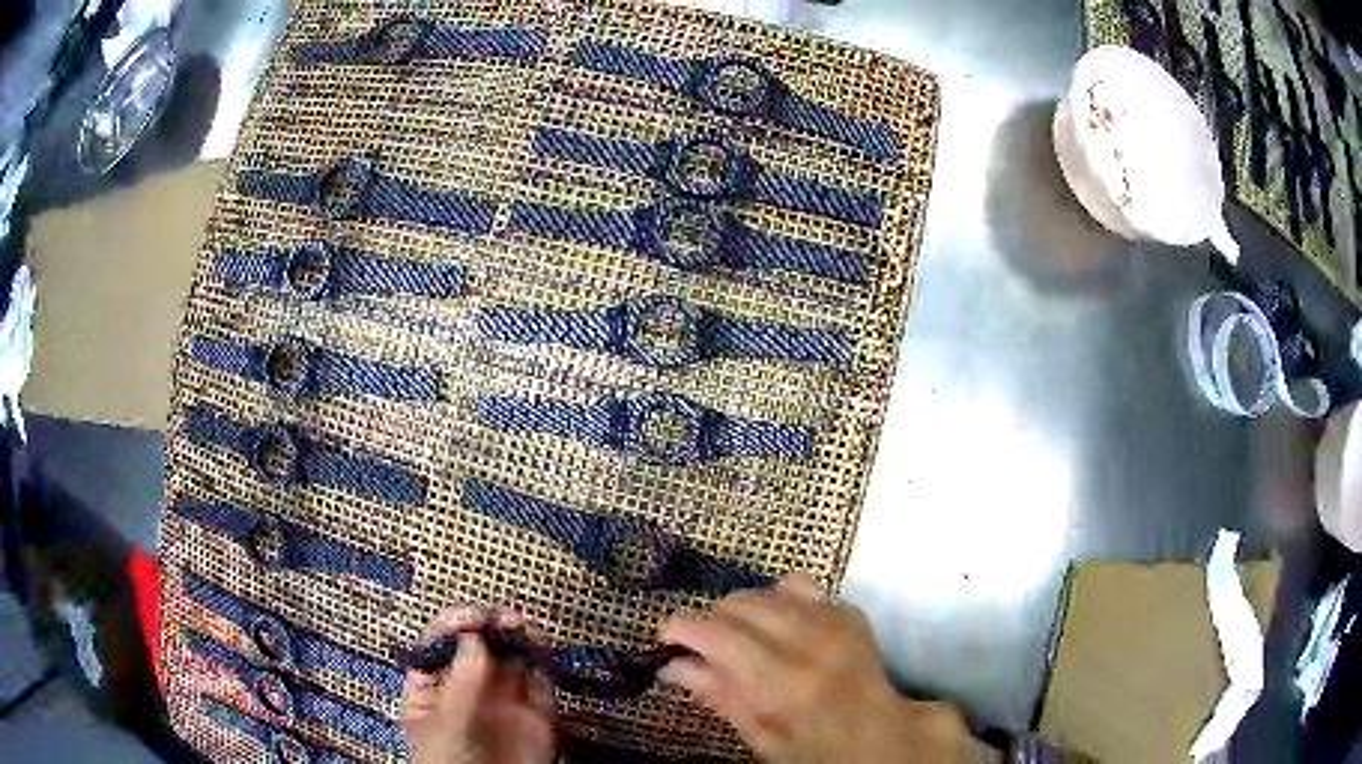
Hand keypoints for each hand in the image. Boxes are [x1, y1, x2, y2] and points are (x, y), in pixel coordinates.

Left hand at [403, 607, 555, 763]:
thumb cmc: (450, 763)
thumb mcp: (447, 722)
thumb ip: (463, 682)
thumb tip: (475, 638)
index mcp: (434, 689)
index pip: (440, 646)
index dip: (453, 626)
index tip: (469, 618)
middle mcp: (469, 690)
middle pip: (478, 647)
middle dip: (488, 627)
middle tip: (501, 617)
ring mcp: (503, 701)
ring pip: (511, 659)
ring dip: (517, 637)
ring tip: (520, 624)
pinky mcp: (536, 713)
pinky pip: (540, 680)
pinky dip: (541, 659)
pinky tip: (539, 645)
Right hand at [658, 574, 995, 763]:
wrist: (883, 738)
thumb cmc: (817, 752)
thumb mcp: (762, 739)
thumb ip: (720, 696)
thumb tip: (672, 666)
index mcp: (786, 682)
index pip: (720, 635)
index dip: (683, 629)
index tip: (666, 638)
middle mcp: (812, 640)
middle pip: (741, 603)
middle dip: (713, 621)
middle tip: (706, 649)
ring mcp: (837, 621)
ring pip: (768, 589)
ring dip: (745, 610)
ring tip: (743, 638)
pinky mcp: (850, 611)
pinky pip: (802, 587)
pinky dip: (779, 602)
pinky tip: (780, 628)